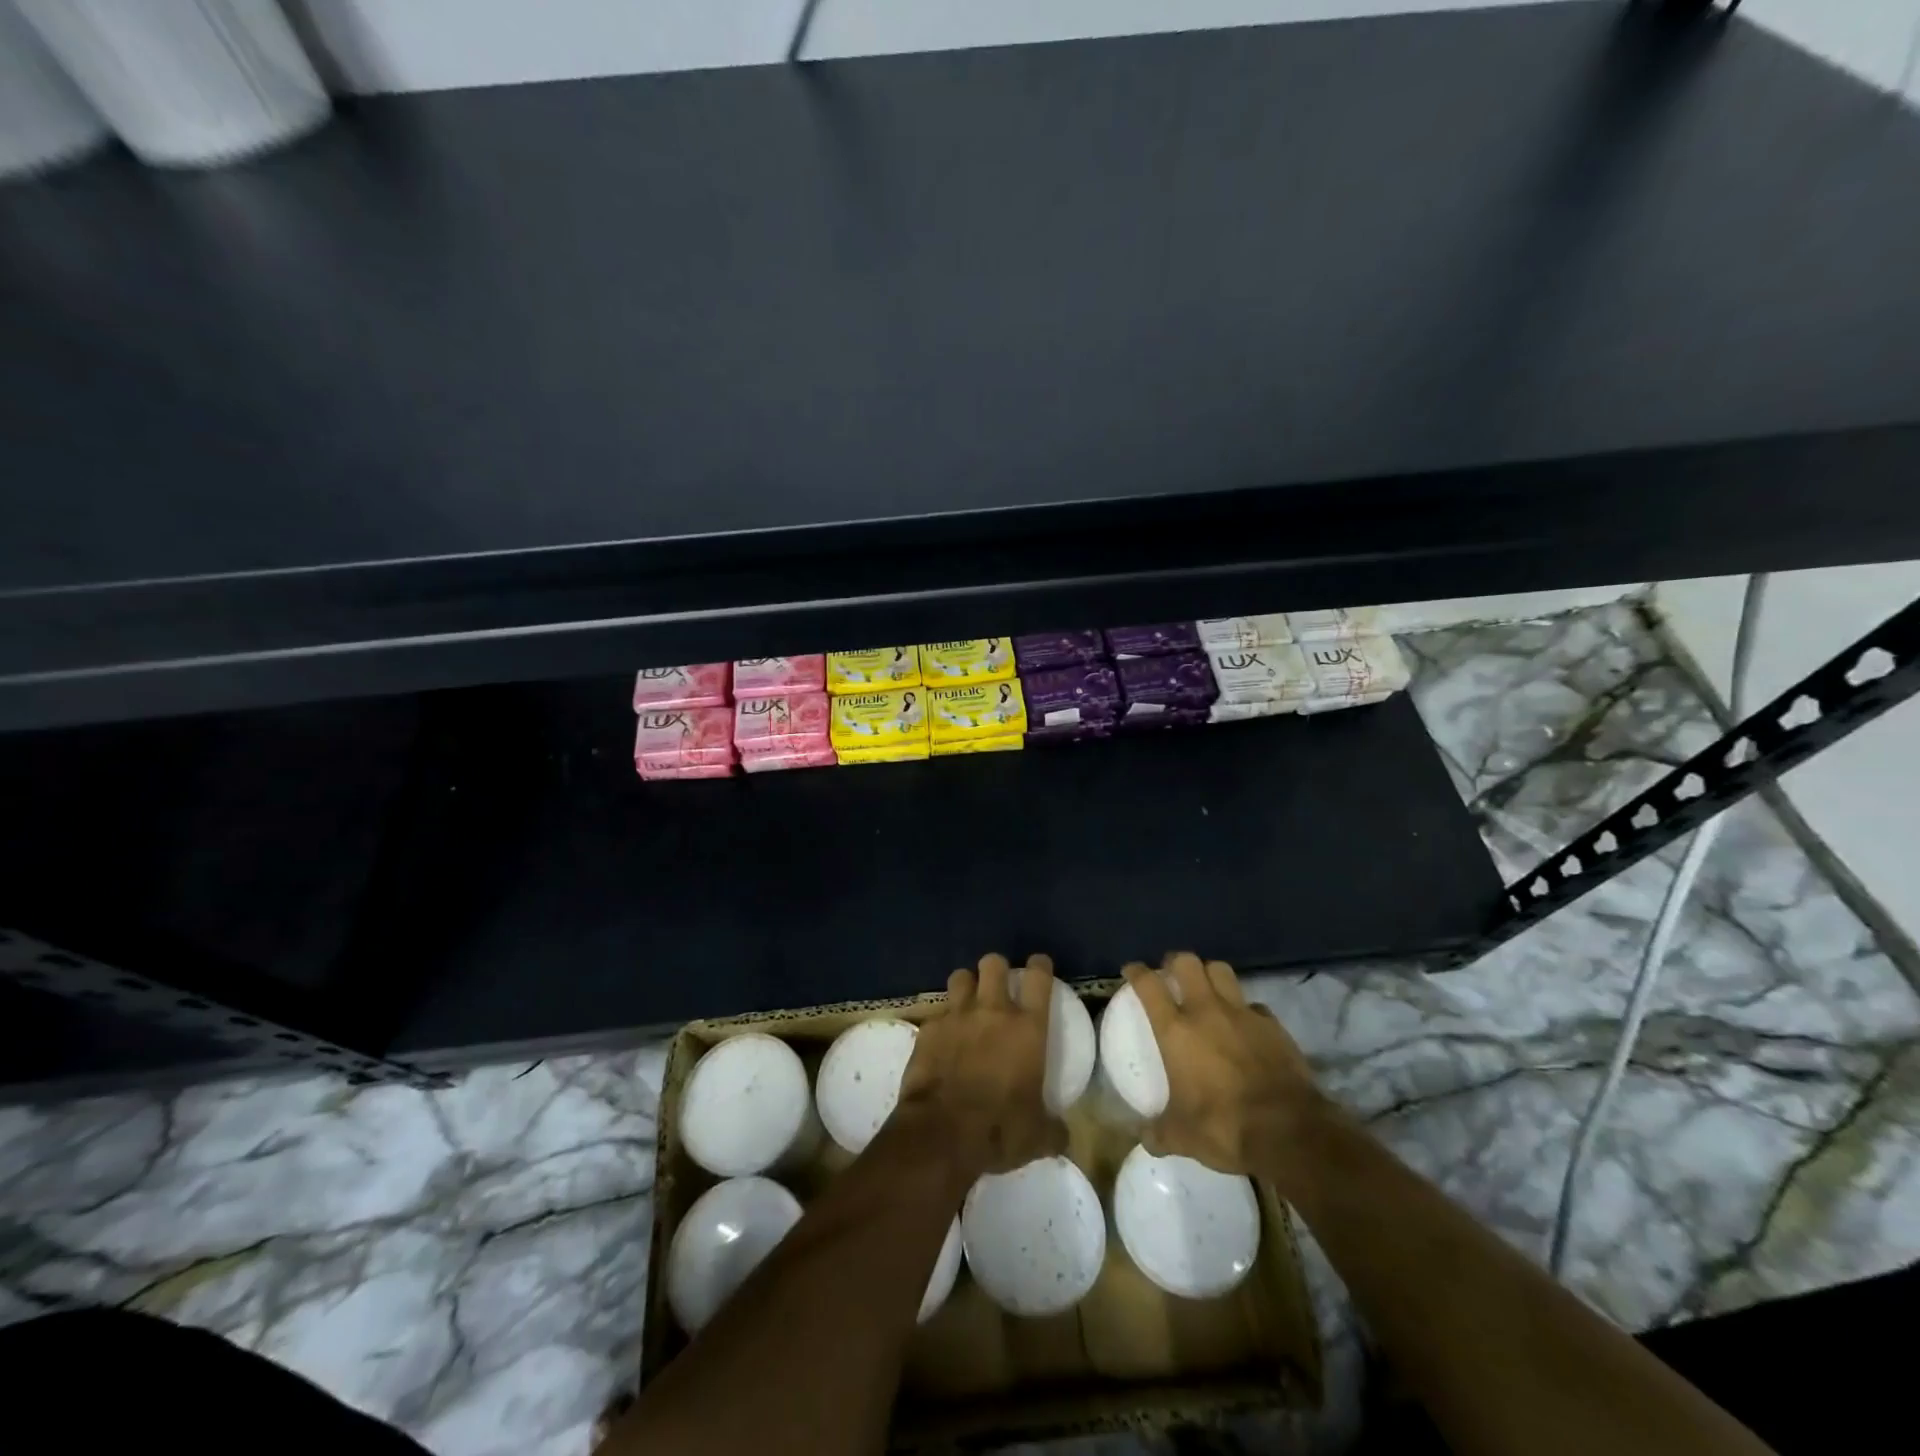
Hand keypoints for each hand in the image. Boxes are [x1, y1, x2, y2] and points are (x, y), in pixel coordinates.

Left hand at [897, 953, 1068, 1178]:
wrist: (943, 1132)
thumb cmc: (999, 1129)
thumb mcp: (1037, 1135)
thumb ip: (1052, 1128)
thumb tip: (1062, 1134)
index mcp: (1027, 1028)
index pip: (1038, 978)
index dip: (1040, 966)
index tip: (1039, 965)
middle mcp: (993, 1011)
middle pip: (993, 963)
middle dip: (996, 969)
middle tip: (998, 984)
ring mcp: (957, 1015)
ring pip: (960, 976)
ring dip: (966, 985)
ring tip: (968, 1002)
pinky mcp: (929, 1028)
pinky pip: (937, 1012)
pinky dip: (942, 1021)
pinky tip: (942, 1039)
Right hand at [1126, 953, 1327, 1189]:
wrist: (1289, 1131)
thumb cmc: (1224, 1126)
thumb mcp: (1183, 1137)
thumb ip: (1160, 1133)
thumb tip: (1145, 1140)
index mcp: (1176, 1030)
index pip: (1149, 984)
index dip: (1137, 972)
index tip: (1131, 970)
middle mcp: (1206, 1011)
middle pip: (1187, 962)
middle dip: (1176, 962)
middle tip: (1171, 973)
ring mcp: (1243, 1014)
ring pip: (1222, 971)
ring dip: (1210, 974)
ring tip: (1207, 989)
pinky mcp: (1273, 1025)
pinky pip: (1254, 1005)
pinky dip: (1245, 1010)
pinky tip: (1245, 1026)